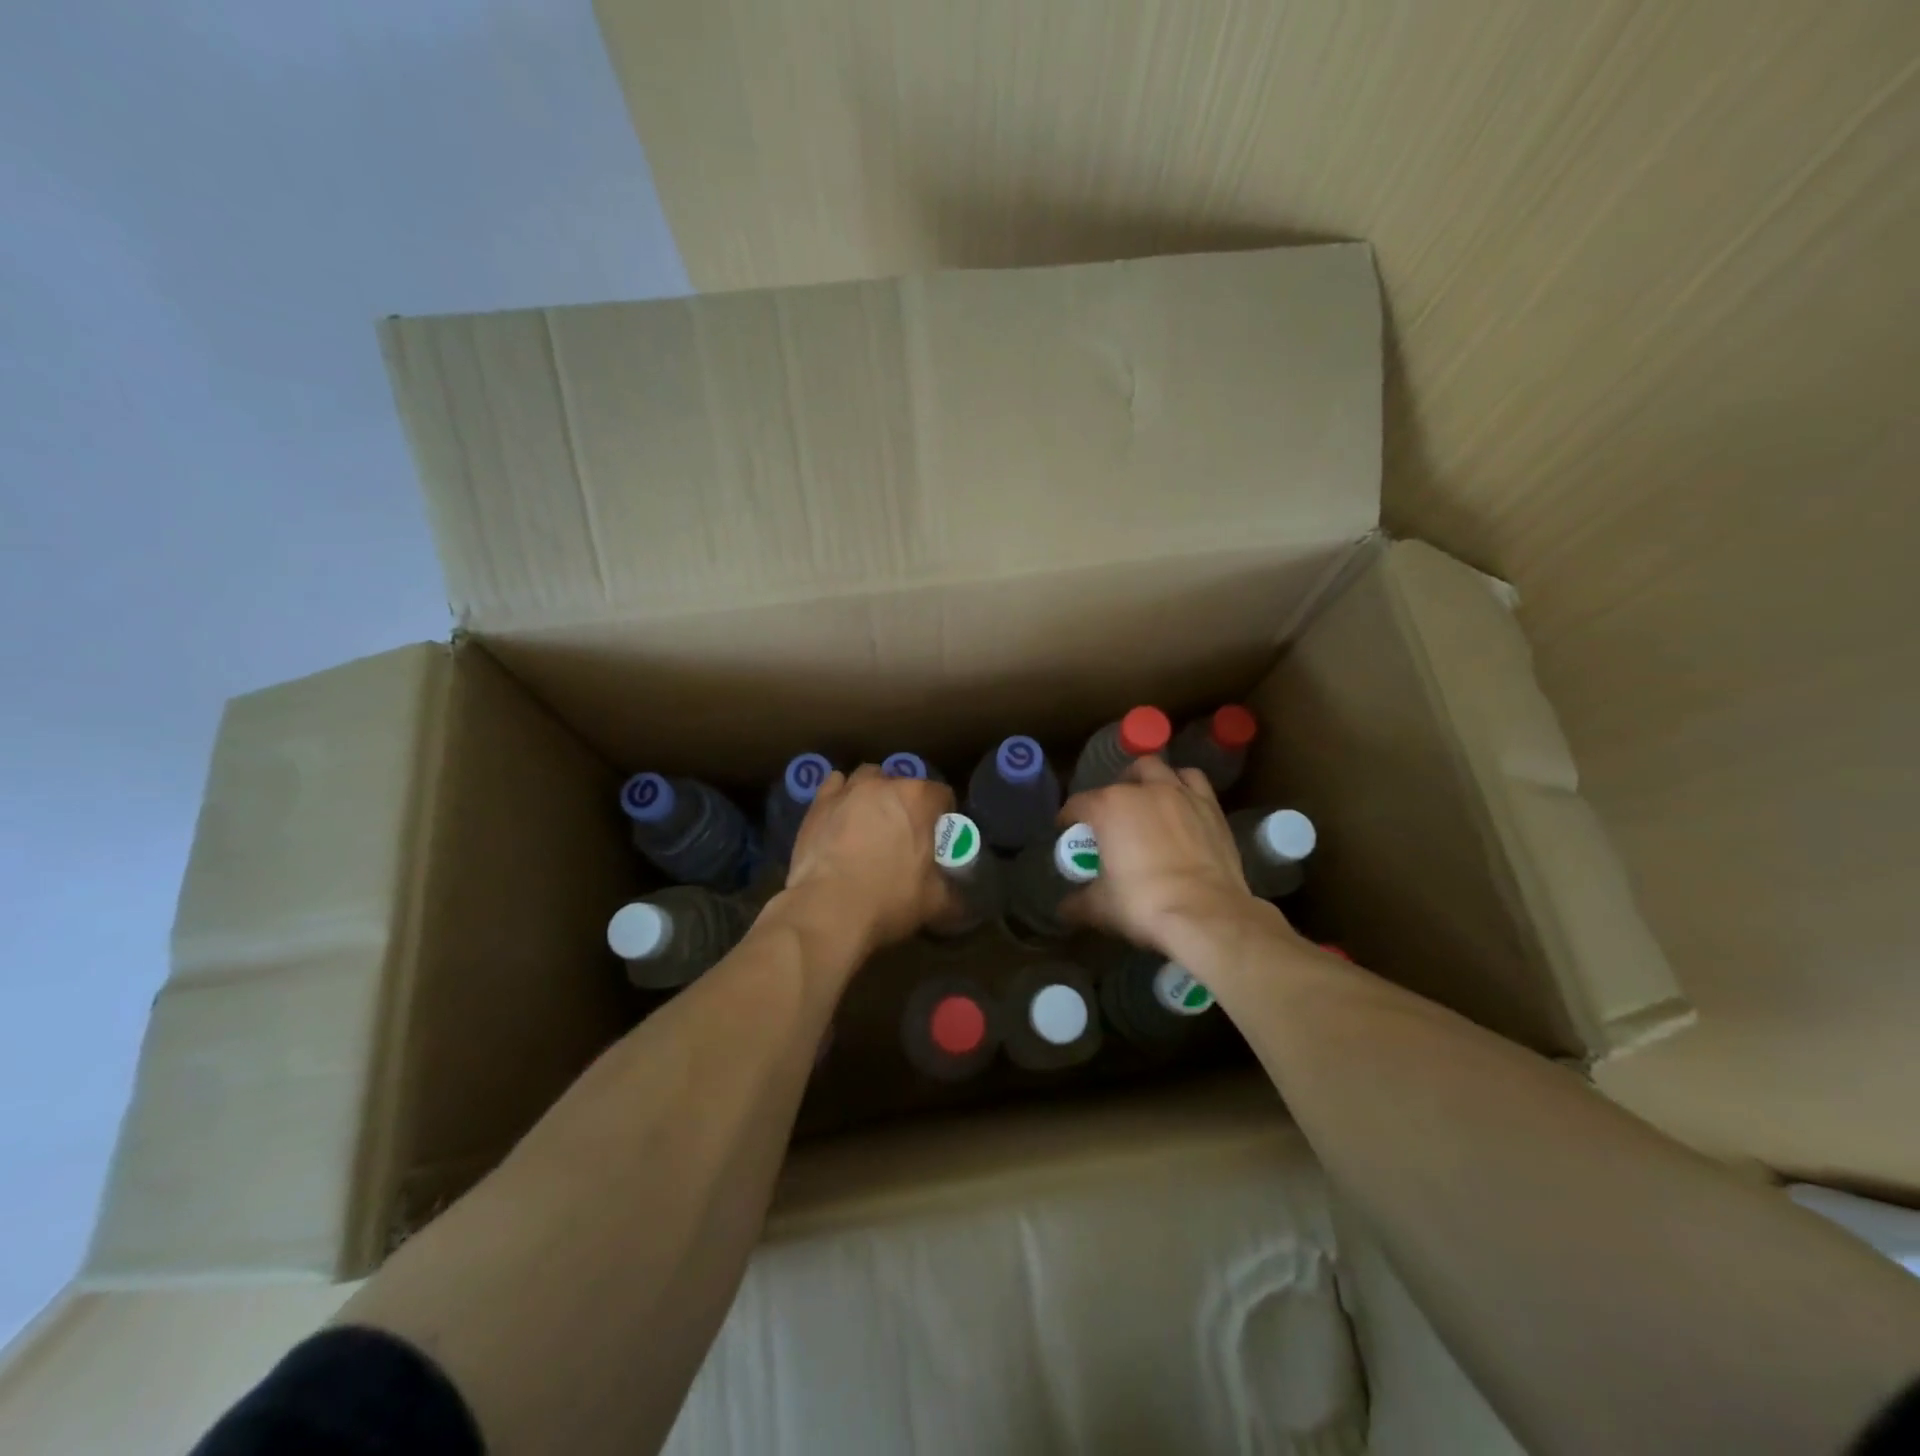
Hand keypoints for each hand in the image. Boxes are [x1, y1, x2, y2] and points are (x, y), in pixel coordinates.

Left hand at [781, 765, 955, 955]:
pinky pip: (835, 786)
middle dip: (907, 803)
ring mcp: (848, 790)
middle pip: (904, 784)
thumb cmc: (888, 899)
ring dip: (874, 793)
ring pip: (868, 778)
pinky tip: (841, 817)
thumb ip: (954, 895)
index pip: (942, 795)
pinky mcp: (818, 803)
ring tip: (871, 820)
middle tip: (905, 834)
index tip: (939, 837)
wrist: (828, 908)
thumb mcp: (935, 903)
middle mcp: (884, 785)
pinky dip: (842, 796)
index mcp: (918, 800)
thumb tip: (962, 904)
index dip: (944, 815)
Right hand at [1060, 757, 1270, 955]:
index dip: (1068, 818)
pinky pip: (1194, 782)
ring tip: (1147, 802)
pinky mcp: (1211, 806)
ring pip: (1159, 770)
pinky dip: (1183, 787)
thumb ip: (1077, 903)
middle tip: (1112, 817)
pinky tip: (1181, 806)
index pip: (1078, 804)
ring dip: (1149, 781)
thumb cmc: (1144, 904)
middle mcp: (1143, 790)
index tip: (1067, 831)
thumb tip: (1064, 909)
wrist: (1206, 915)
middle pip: (1121, 779)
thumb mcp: (1100, 907)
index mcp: (1108, 807)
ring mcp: (1180, 794)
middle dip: (1113, 792)